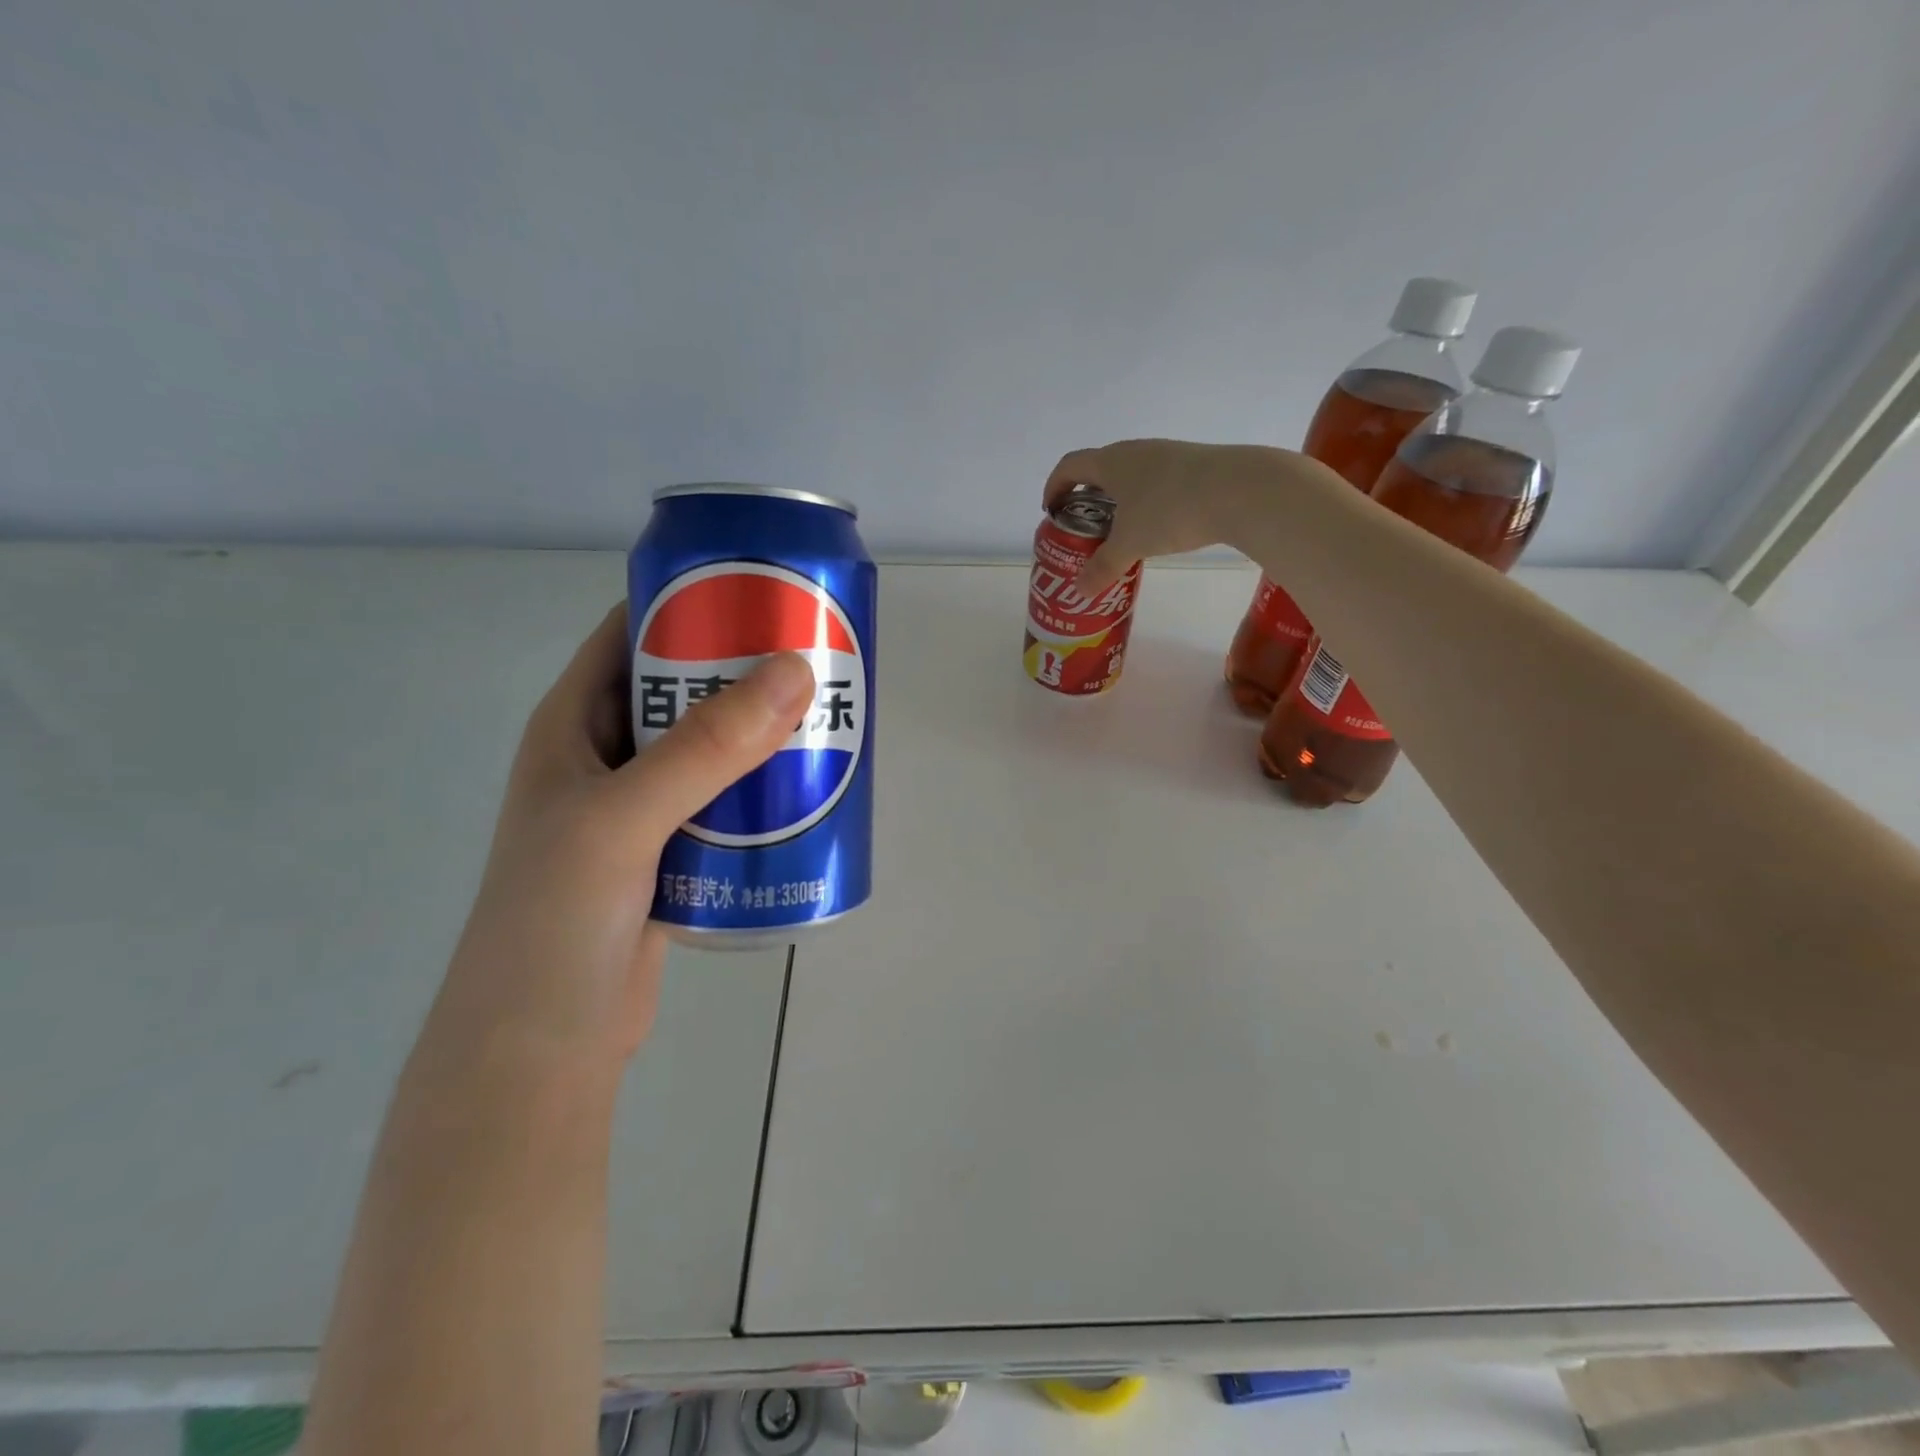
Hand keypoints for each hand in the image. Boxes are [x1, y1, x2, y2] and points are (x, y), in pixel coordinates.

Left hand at [428, 605, 815, 1071]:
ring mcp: (638, 808)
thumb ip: (706, 749)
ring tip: (826, 716)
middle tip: (815, 656)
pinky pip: (723, 802)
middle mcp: (605, 757)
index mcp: (573, 725)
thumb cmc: (557, 922)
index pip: (630, 633)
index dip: (690, 601)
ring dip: (760, 733)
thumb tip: (794, 671)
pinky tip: (808, 788)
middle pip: (682, 689)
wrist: (542, 1050)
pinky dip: (761, 789)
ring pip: (709, 748)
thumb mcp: (625, 819)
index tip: (761, 589)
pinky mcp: (670, 854)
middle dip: (744, 669)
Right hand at [1044, 439, 1326, 596]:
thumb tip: (1080, 591)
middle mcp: (1136, 451)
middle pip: (1100, 468)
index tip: (1051, 510)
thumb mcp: (1131, 544)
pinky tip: (1158, 526)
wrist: (1240, 489)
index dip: (1054, 486)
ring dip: (1119, 499)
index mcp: (1111, 462)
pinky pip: (1157, 481)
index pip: (1069, 466)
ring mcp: (1168, 455)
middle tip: (1085, 527)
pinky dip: (1146, 501)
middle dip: (1087, 497)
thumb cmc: (1170, 510)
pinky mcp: (1194, 465)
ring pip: (1131, 475)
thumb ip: (1103, 567)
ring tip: (1120, 531)